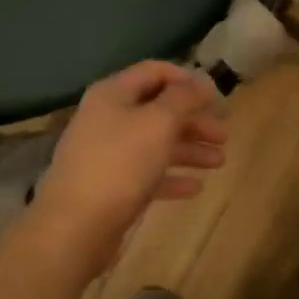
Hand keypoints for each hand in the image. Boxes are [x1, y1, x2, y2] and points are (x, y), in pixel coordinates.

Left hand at [32, 61, 226, 265]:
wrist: (75, 227)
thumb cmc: (120, 164)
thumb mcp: (159, 122)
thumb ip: (184, 98)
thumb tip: (202, 80)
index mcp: (114, 94)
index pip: (155, 71)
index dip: (188, 80)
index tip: (216, 96)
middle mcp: (108, 118)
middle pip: (159, 109)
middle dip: (194, 120)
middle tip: (224, 135)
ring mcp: (107, 153)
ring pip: (156, 142)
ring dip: (189, 149)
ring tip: (219, 162)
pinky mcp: (111, 186)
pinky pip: (147, 173)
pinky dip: (172, 176)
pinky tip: (196, 187)